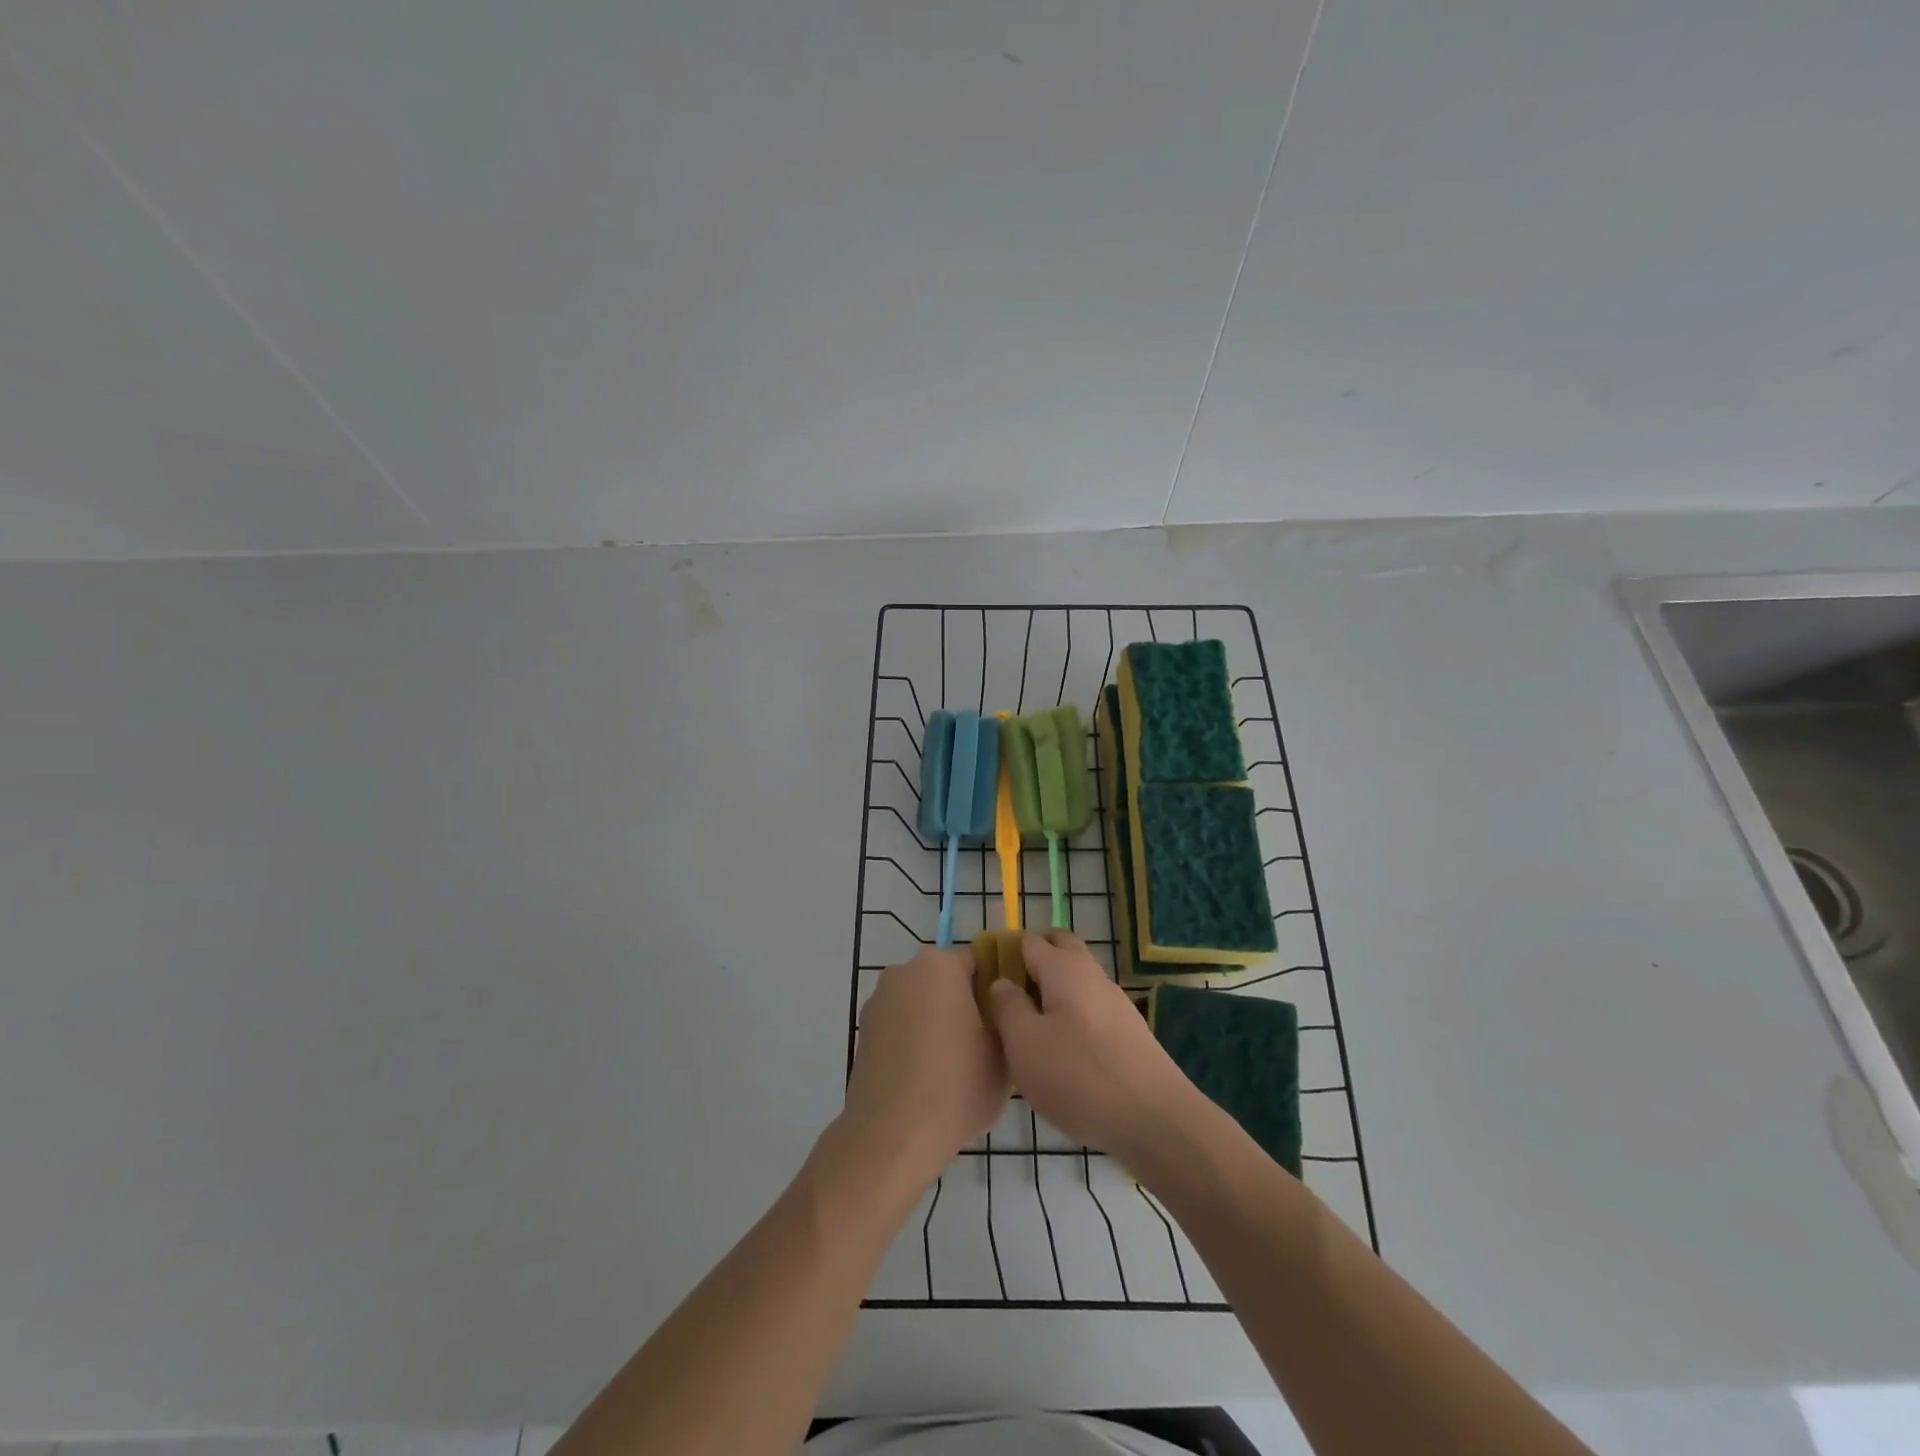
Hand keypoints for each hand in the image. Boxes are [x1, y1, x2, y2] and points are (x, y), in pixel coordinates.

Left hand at [839, 946, 1009, 1191]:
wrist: (892, 1137)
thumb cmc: (957, 1087)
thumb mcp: (1003, 1051)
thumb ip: (1006, 1017)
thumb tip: (999, 1008)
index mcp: (940, 966)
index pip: (979, 962)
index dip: (998, 987)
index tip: (1009, 1017)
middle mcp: (904, 972)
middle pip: (947, 980)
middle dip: (966, 1003)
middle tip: (987, 1042)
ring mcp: (879, 1001)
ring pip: (923, 1002)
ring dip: (939, 1021)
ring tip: (957, 1065)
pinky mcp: (864, 1031)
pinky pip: (901, 1025)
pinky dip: (915, 1040)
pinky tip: (927, 1076)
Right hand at [988, 930, 1200, 1166]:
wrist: (1154, 1119)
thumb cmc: (1078, 1075)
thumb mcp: (1024, 1043)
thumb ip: (1007, 1007)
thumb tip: (1002, 983)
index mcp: (1063, 968)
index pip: (1028, 940)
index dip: (1004, 951)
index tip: (983, 978)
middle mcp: (1091, 974)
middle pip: (1059, 948)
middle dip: (1032, 960)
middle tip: (1007, 994)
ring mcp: (1114, 1001)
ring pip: (1076, 978)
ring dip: (1051, 988)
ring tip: (1028, 1026)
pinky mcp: (1127, 1030)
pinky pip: (1089, 1005)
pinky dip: (1070, 1012)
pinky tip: (1061, 1049)